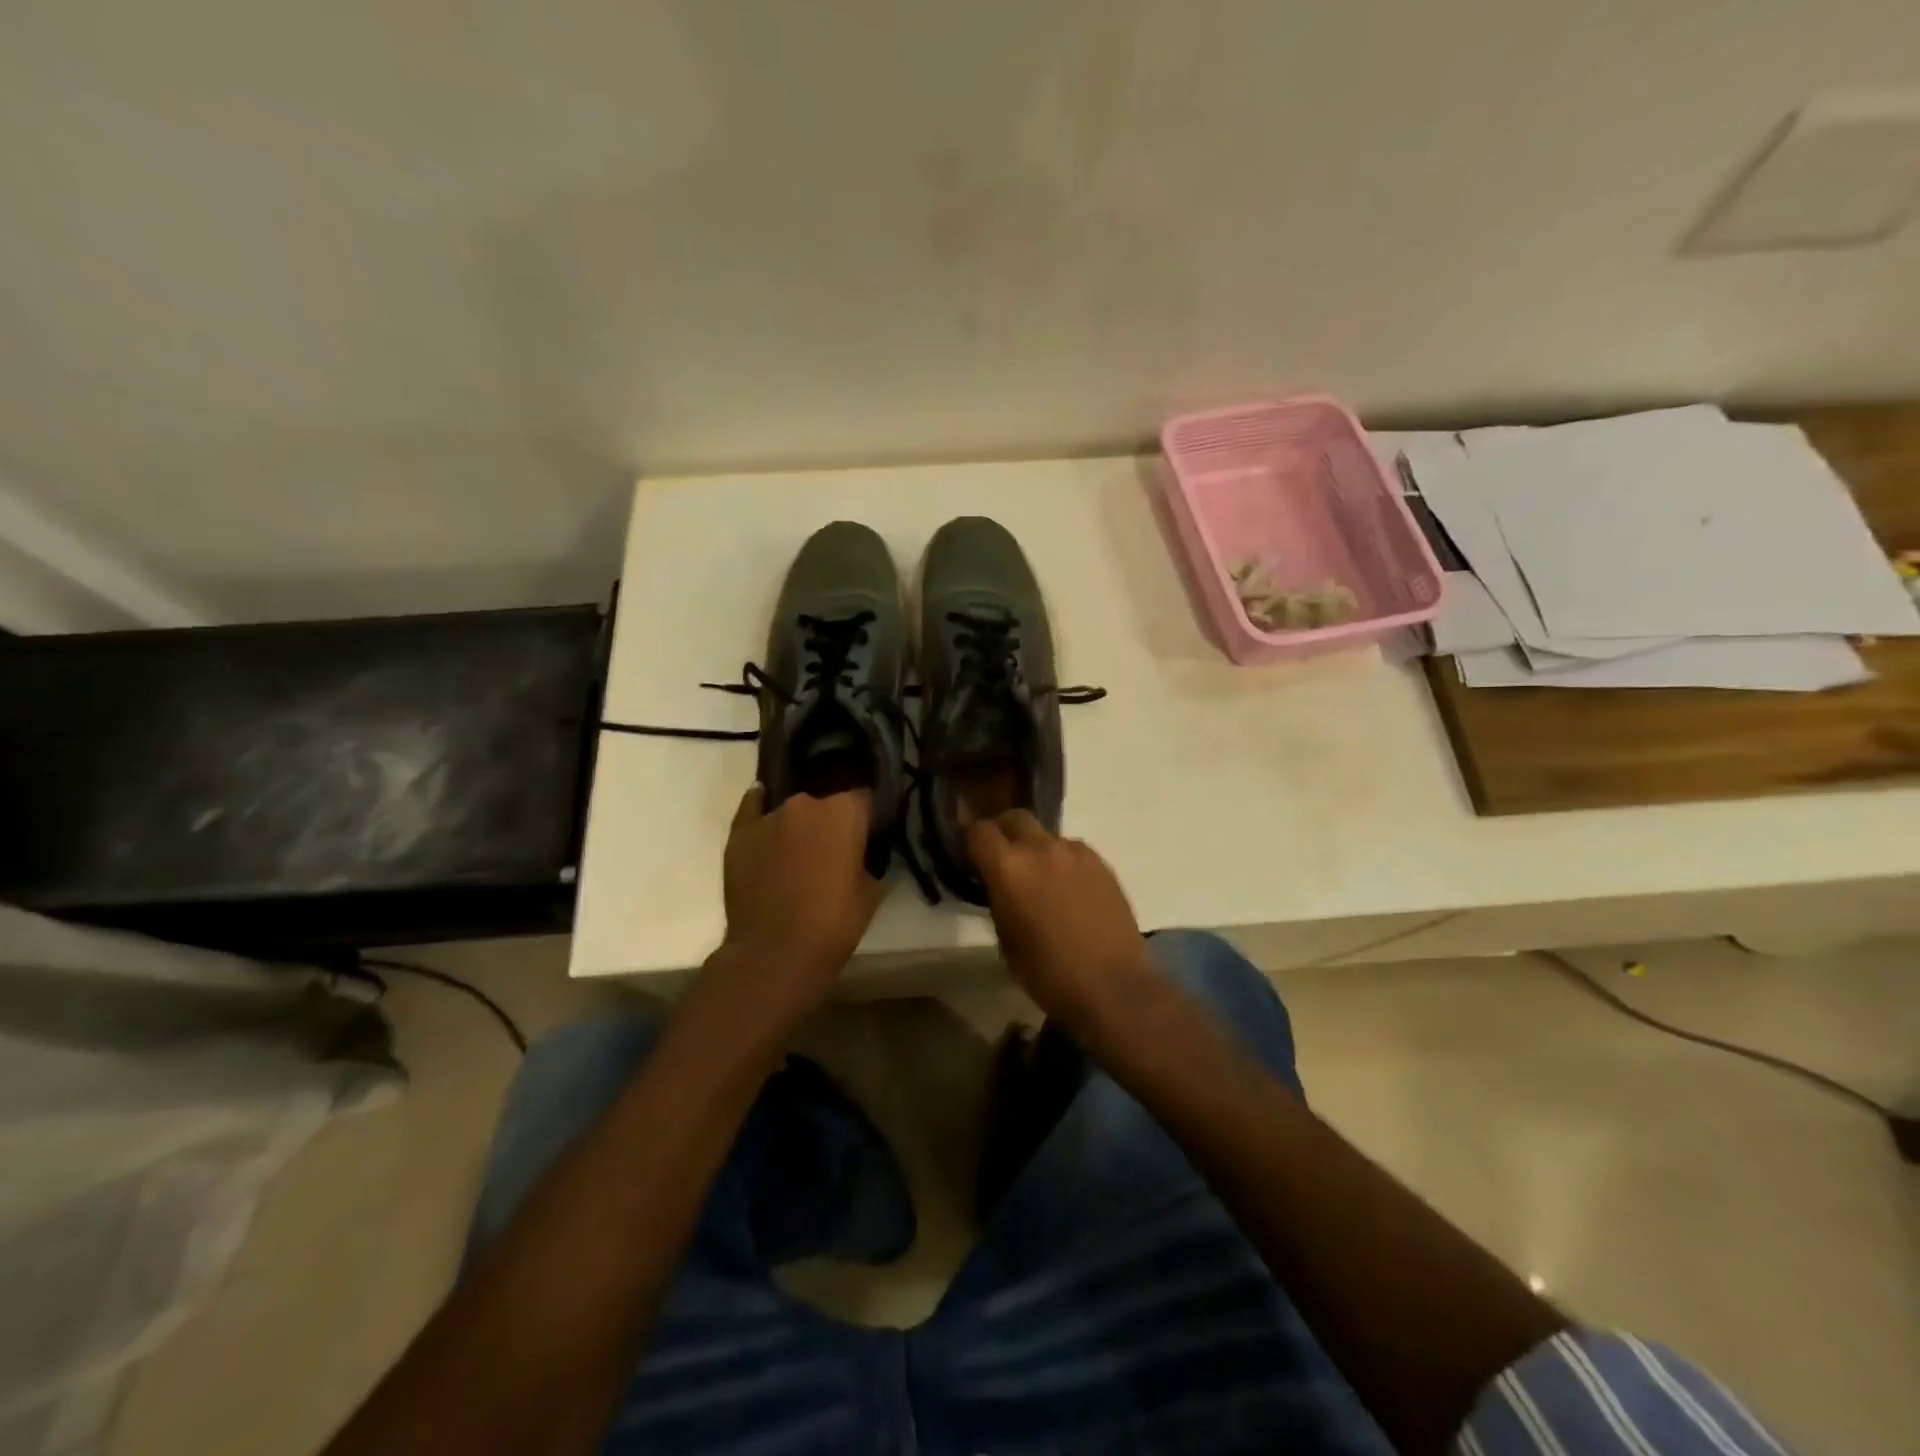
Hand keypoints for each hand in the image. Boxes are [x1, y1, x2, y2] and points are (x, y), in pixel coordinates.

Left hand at [720, 785, 883, 1004]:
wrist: (773, 955)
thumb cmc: (833, 924)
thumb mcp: (872, 892)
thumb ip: (870, 860)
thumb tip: (864, 853)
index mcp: (845, 812)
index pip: (865, 799)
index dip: (869, 817)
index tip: (871, 835)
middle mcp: (807, 803)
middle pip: (826, 804)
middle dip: (832, 822)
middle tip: (835, 852)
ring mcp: (769, 816)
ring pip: (792, 812)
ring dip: (799, 826)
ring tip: (799, 854)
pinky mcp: (739, 833)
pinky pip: (753, 809)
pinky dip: (761, 811)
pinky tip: (764, 813)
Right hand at [966, 810, 1156, 1027]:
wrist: (1113, 987)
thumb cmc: (1048, 974)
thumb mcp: (1006, 941)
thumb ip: (998, 900)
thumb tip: (998, 886)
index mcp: (1009, 868)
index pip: (979, 831)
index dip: (969, 839)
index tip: (967, 853)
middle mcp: (1041, 848)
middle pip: (1015, 818)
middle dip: (1003, 831)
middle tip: (1001, 857)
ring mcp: (1076, 852)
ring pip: (1046, 835)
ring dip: (1036, 849)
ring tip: (1040, 879)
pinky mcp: (1102, 863)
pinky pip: (1072, 851)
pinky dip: (1062, 862)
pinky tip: (1067, 890)